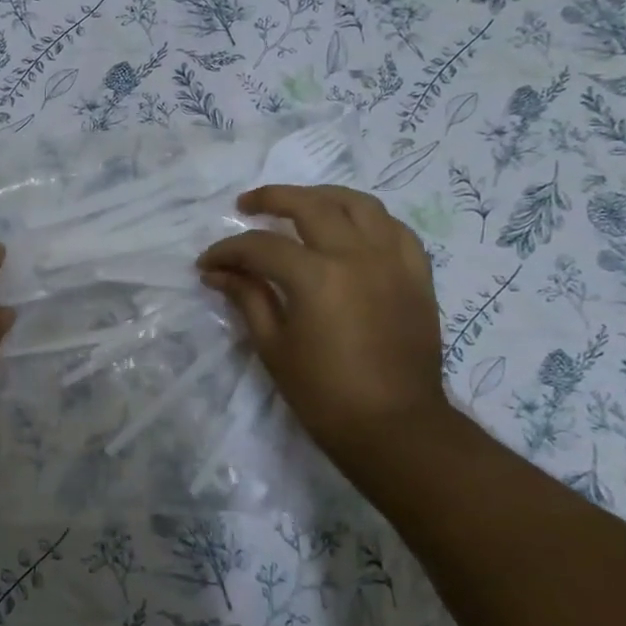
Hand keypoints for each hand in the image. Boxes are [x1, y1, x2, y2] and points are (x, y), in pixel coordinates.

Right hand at [198, 185, 449, 453]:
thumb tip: (217, 273)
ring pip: (359, 205)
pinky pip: (395, 229)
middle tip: (246, 206)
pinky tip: (350, 228)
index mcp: (317, 277)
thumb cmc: (324, 394)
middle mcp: (358, 256)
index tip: (207, 263)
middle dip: (271, 199)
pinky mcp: (417, 276)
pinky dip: (368, 220)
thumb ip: (247, 297)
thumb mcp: (273, 346)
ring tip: (299, 204)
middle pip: (310, 206)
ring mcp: (393, 262)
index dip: (228, 251)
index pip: (261, 247)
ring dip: (322, 197)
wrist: (395, 428)